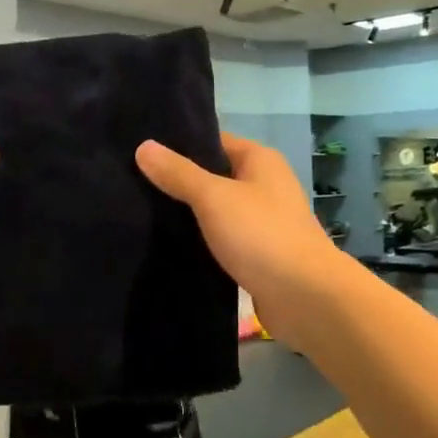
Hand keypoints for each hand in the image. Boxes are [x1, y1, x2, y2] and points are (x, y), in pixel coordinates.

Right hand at [136, 133, 346, 343]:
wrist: (306, 298)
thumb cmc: (262, 235)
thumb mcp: (214, 197)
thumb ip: (179, 173)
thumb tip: (143, 146)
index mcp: (260, 160)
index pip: (213, 140)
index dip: (179, 143)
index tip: (140, 150)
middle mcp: (264, 184)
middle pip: (213, 175)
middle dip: (178, 181)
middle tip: (131, 183)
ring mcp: (263, 221)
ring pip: (216, 210)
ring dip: (188, 214)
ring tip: (141, 212)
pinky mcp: (258, 254)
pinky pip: (222, 238)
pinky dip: (201, 241)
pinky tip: (168, 246)